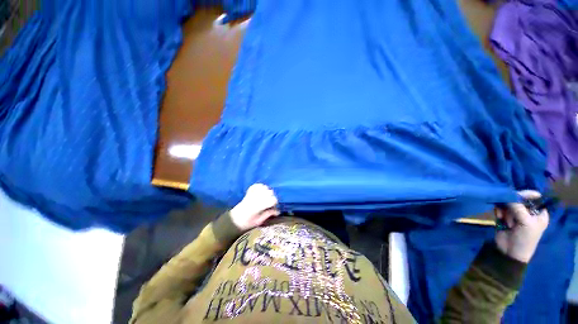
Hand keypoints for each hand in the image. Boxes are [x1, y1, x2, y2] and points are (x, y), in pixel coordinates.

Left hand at [229, 184, 279, 231]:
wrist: (234, 220)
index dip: (274, 202)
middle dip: (271, 196)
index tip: (272, 206)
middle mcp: (256, 198)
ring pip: (265, 187)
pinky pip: (257, 185)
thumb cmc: (247, 223)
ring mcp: (252, 194)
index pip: (273, 199)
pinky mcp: (249, 192)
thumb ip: (269, 214)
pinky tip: (260, 191)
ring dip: (267, 191)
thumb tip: (278, 211)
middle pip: (270, 192)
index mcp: (259, 206)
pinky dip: (261, 187)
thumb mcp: (259, 221)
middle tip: (269, 202)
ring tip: (265, 197)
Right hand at [495, 190, 549, 262]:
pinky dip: (499, 211)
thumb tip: (509, 194)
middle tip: (509, 211)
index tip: (518, 196)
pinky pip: (500, 208)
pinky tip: (499, 217)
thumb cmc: (524, 239)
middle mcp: (528, 211)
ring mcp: (516, 214)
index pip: (534, 198)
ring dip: (504, 209)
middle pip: (519, 199)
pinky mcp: (505, 216)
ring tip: (504, 218)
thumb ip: (518, 207)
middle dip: (512, 204)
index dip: (527, 195)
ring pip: (508, 203)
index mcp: (539, 213)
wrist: (509, 251)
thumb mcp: (525, 222)